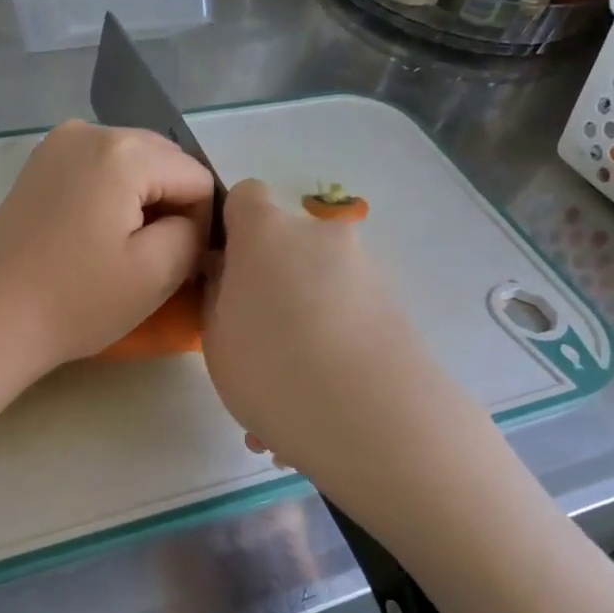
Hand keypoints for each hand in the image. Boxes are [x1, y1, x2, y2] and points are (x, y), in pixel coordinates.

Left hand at [0, 120, 213, 381]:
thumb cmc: (77, 302)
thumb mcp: (157, 273)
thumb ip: (195, 233)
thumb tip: (193, 220)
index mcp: (123, 150)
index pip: (197, 178)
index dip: (200, 225)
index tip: (176, 266)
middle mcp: (89, 130)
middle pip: (164, 163)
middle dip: (169, 209)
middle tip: (151, 262)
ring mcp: (56, 144)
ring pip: (131, 167)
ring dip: (140, 205)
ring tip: (121, 253)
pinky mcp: (38, 167)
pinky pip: (97, 172)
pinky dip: (109, 200)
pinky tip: (94, 239)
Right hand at [203, 180, 475, 511]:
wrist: (368, 414)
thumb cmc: (269, 367)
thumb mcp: (217, 337)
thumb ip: (218, 295)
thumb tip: (229, 275)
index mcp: (266, 234)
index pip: (245, 198)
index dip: (232, 228)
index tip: (224, 272)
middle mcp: (320, 238)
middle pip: (287, 249)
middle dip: (272, 289)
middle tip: (258, 349)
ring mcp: (365, 270)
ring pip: (320, 293)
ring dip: (303, 331)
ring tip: (288, 399)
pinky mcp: (396, 306)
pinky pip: (347, 321)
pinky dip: (332, 351)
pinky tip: (319, 407)